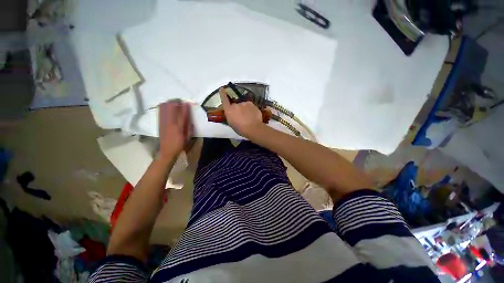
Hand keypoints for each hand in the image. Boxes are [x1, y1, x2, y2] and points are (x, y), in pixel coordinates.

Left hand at [158, 100, 192, 158]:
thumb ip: (189, 127)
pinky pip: (160, 111)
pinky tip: (166, 105)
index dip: (185, 108)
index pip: (182, 114)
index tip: (187, 103)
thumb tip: (190, 118)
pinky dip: (163, 106)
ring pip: (164, 108)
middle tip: (180, 101)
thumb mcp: (188, 137)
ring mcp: (163, 122)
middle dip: (176, 102)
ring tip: (174, 102)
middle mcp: (170, 123)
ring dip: (169, 103)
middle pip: (171, 109)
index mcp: (179, 128)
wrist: (166, 151)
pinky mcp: (159, 123)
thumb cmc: (180, 145)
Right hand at [219, 88, 262, 137]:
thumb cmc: (241, 129)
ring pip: (243, 105)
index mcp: (229, 110)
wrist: (253, 128)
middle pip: (235, 105)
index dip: (222, 94)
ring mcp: (244, 103)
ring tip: (248, 117)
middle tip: (241, 117)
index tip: (222, 89)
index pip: (224, 99)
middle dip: (238, 109)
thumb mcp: (232, 124)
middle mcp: (236, 105)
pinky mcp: (252, 104)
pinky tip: (252, 116)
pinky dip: (250, 110)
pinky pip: (250, 106)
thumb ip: (230, 116)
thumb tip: (231, 113)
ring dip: (245, 109)